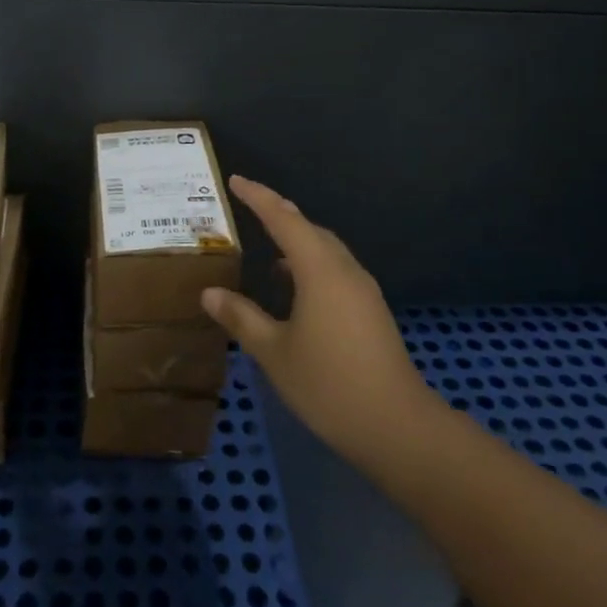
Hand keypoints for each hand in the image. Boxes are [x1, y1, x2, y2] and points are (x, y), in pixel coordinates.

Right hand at [202, 176, 442, 467]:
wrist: (397, 426)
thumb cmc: (328, 385)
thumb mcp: (274, 352)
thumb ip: (241, 318)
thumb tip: (209, 293)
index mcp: (319, 269)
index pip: (283, 218)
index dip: (258, 197)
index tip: (236, 180)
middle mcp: (344, 269)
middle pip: (308, 228)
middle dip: (279, 214)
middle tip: (250, 205)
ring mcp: (362, 289)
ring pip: (325, 249)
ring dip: (297, 240)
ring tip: (270, 247)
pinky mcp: (371, 310)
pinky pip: (335, 269)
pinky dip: (311, 264)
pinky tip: (296, 287)